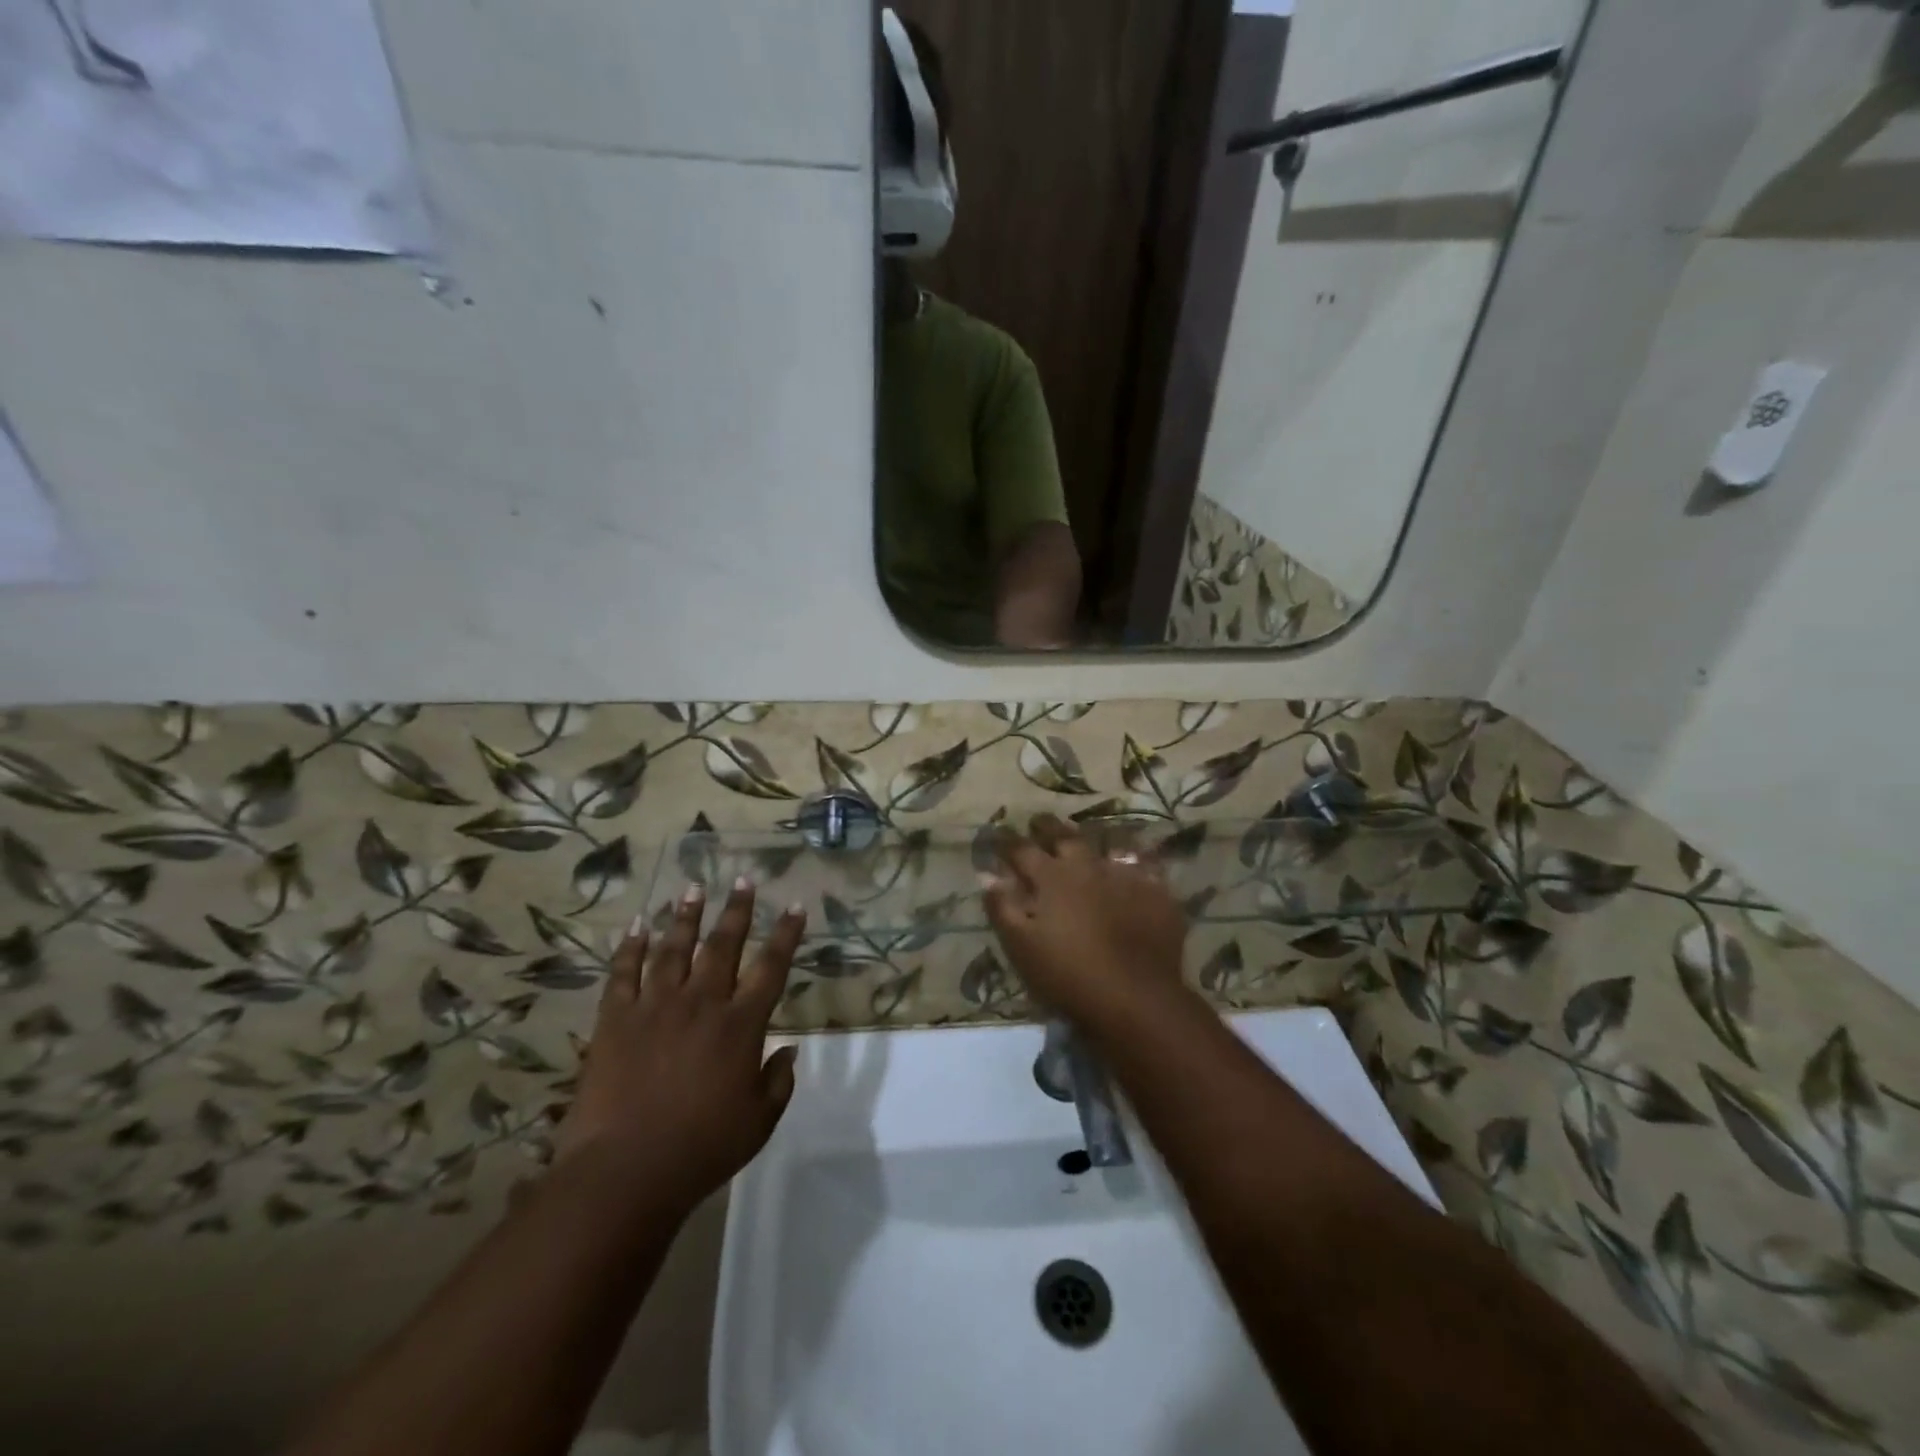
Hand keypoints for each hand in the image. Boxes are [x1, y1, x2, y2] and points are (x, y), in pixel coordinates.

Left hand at [552, 880, 804, 1218]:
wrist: (625, 1172)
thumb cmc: (701, 1149)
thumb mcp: (759, 1122)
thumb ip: (779, 1081)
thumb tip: (789, 1049)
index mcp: (740, 1025)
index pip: (771, 967)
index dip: (786, 934)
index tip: (795, 905)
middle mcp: (701, 1003)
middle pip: (722, 945)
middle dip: (736, 910)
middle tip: (743, 880)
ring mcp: (654, 1007)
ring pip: (674, 949)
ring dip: (686, 917)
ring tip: (693, 888)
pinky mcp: (615, 1020)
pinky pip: (623, 973)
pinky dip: (631, 947)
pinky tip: (637, 925)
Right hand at [982, 814, 1190, 1031]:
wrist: (1136, 998)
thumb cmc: (1068, 976)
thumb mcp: (1021, 947)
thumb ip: (1003, 908)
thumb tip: (989, 877)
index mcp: (1050, 878)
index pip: (1021, 849)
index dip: (1007, 841)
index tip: (998, 834)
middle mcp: (1086, 866)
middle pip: (1063, 836)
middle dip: (1047, 827)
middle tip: (1038, 822)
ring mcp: (1124, 876)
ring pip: (1104, 845)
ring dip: (1090, 840)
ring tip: (1085, 840)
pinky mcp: (1155, 892)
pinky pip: (1142, 867)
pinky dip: (1132, 862)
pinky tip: (1132, 865)